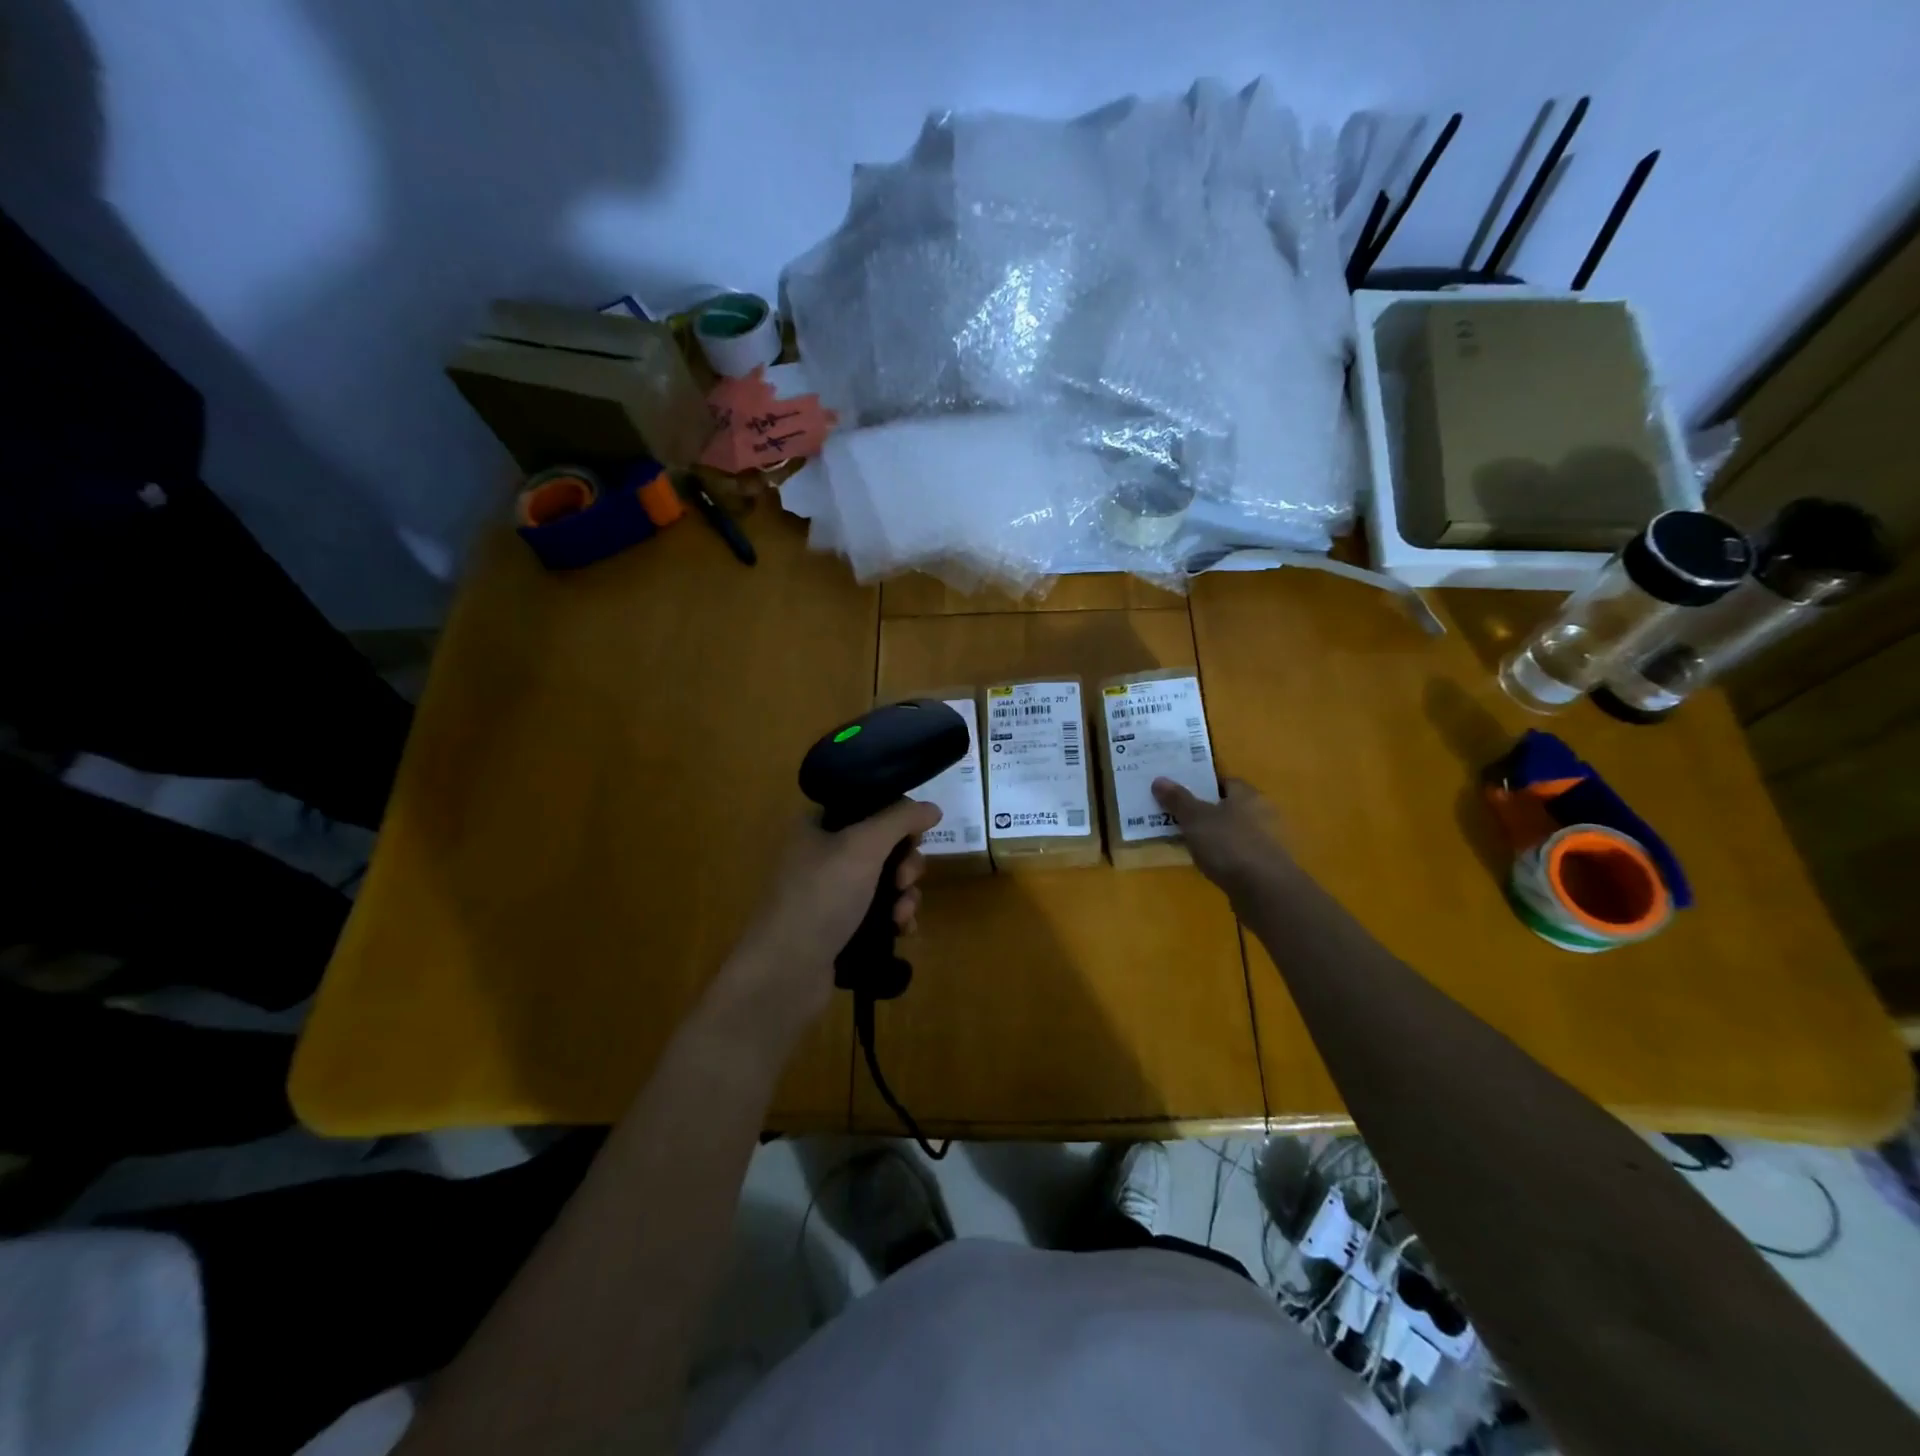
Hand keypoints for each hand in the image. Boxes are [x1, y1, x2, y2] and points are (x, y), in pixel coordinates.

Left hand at [723, 799, 941, 1031]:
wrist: (785, 972)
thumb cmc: (821, 897)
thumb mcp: (863, 846)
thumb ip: (900, 819)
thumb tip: (932, 807)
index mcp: (818, 826)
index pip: (868, 806)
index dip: (898, 818)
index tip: (915, 837)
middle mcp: (823, 855)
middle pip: (883, 845)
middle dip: (906, 863)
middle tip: (904, 880)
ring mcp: (831, 893)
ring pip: (886, 881)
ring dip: (905, 895)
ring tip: (902, 916)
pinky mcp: (840, 927)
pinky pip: (880, 913)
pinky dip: (895, 918)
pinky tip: (902, 931)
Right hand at [1151, 776, 1292, 899]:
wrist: (1264, 891)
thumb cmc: (1229, 845)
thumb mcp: (1195, 818)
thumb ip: (1178, 799)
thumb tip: (1159, 779)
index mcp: (1247, 795)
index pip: (1224, 781)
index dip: (1202, 784)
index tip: (1179, 792)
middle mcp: (1260, 813)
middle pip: (1227, 806)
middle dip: (1204, 810)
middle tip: (1175, 816)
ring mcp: (1264, 841)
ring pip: (1230, 831)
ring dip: (1212, 835)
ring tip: (1184, 840)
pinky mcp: (1263, 866)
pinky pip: (1235, 853)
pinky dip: (1221, 855)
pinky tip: (1205, 863)